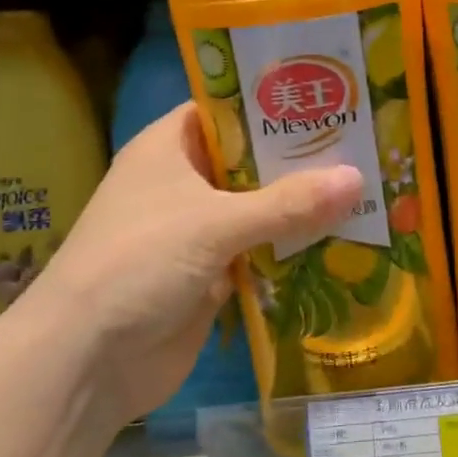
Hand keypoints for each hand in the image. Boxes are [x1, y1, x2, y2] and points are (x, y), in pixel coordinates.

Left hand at [13, 104, 361, 425]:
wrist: (87, 361)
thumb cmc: (139, 262)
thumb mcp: (214, 223)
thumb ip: (287, 203)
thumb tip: (358, 177)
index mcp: (170, 148)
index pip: (228, 110)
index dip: (274, 103)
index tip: (330, 96)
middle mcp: (184, 183)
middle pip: (251, 162)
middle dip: (301, 158)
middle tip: (366, 144)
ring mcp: (198, 232)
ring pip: (261, 209)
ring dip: (304, 207)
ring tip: (370, 187)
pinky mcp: (213, 276)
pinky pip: (263, 253)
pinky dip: (295, 251)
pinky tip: (345, 242)